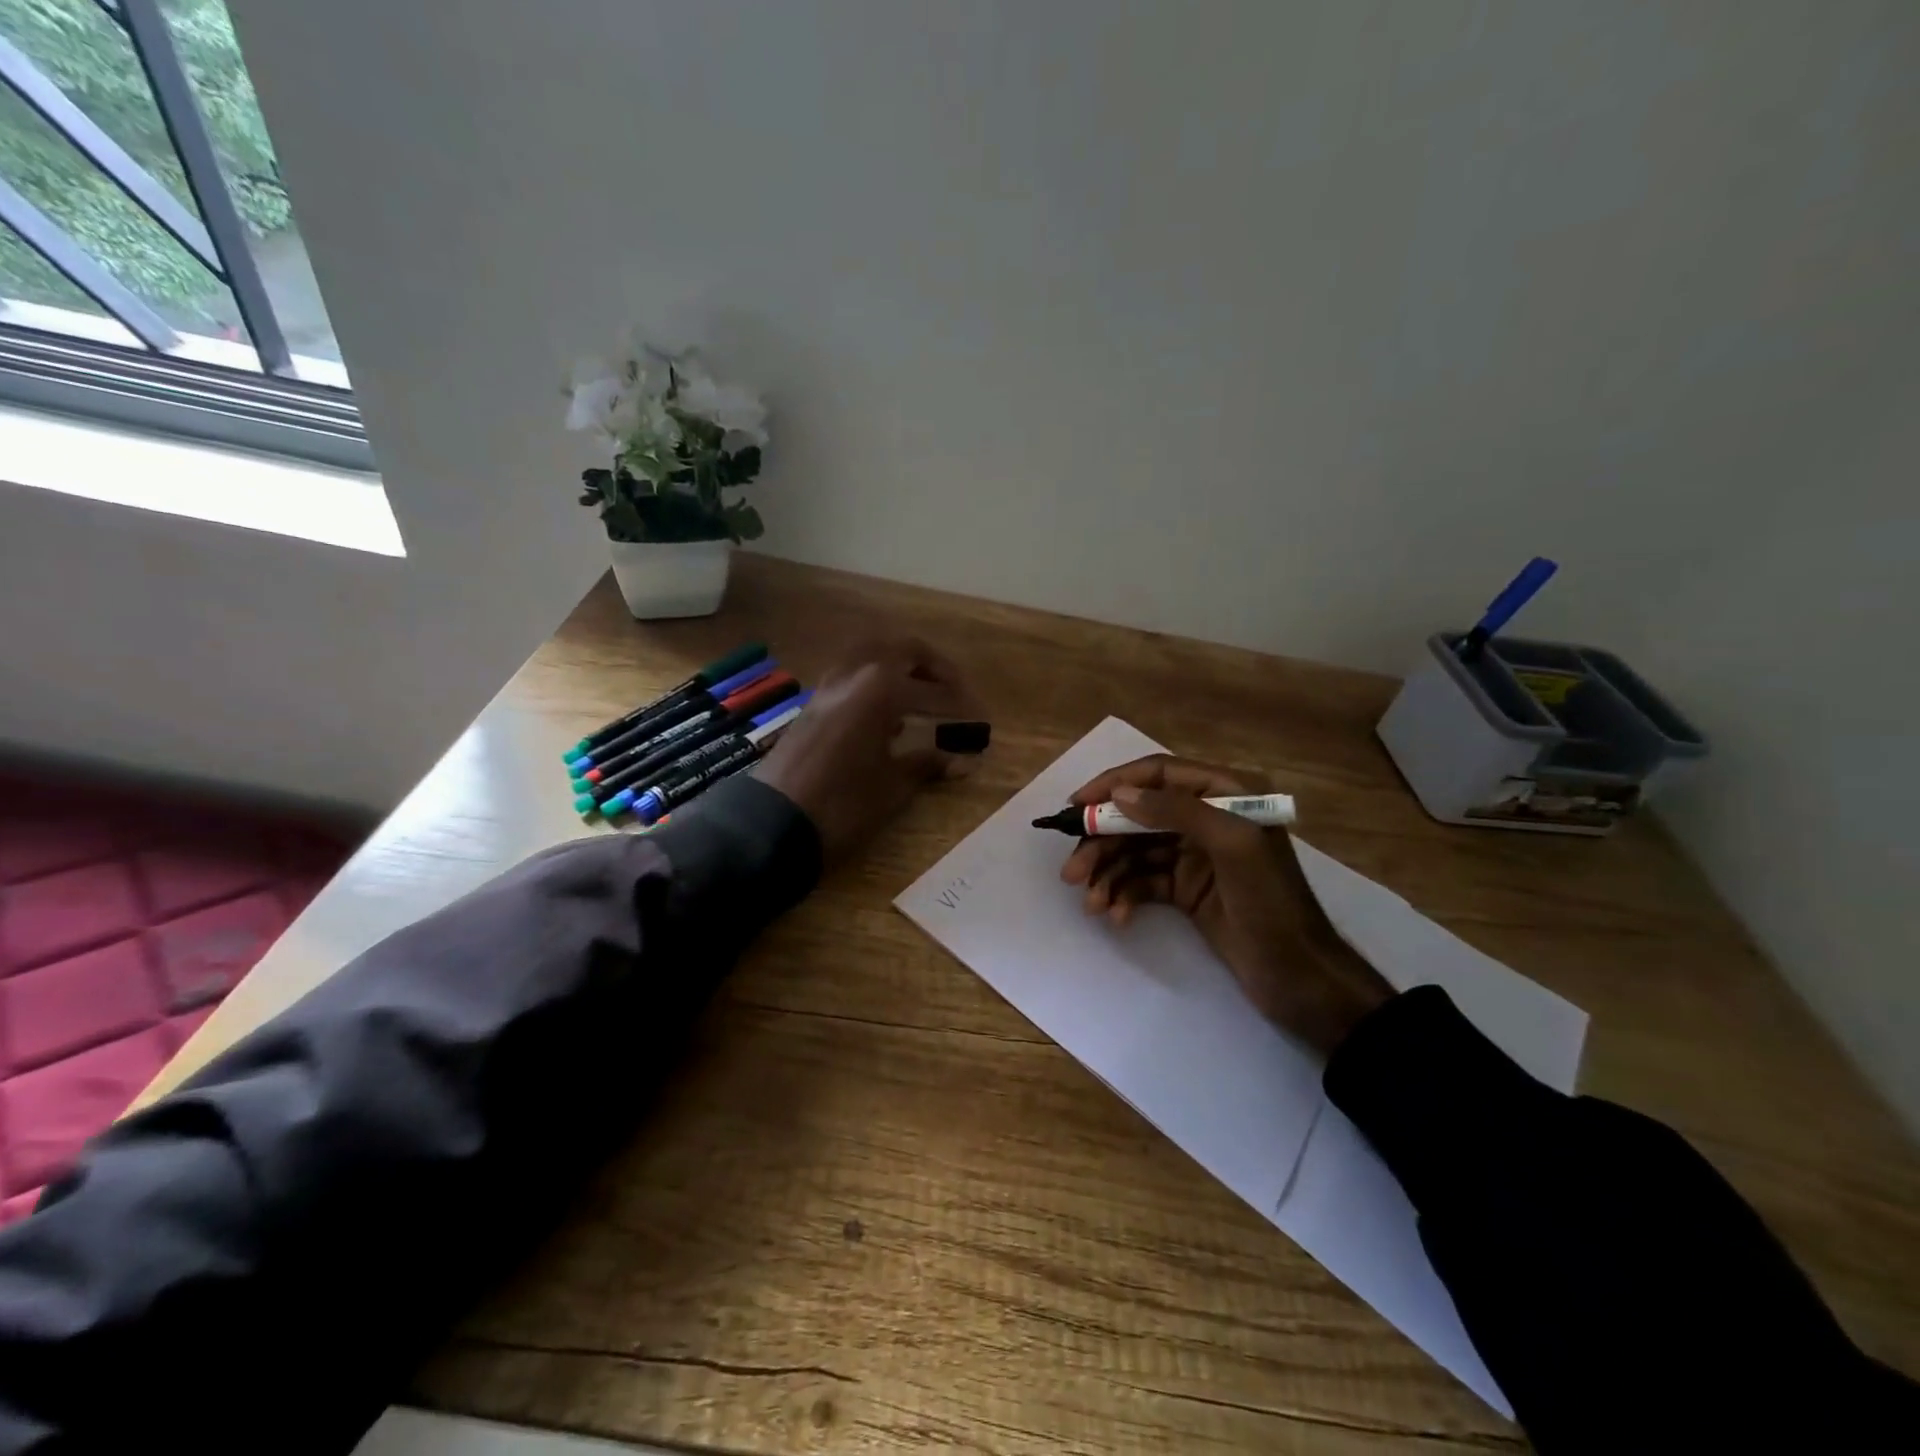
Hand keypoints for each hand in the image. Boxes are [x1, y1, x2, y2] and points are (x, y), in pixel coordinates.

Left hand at [753, 637, 980, 861]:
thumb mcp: (892, 787)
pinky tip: (888, 711)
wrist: (773, 823)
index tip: (982, 720)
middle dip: (935, 668)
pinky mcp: (814, 702)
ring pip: (873, 654)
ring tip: (924, 693)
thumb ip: (927, 764)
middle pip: (904, 650)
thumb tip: (963, 761)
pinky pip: (853, 674)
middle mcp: (855, 674)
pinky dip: (877, 679)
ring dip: (902, 666)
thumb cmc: (842, 805)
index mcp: (880, 689)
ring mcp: (829, 685)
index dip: (962, 706)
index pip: (933, 691)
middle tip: (956, 691)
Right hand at [1059, 754, 1391, 1055]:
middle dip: (1103, 842)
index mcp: (1226, 793)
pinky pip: (1144, 881)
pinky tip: (1117, 915)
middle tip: (1071, 872)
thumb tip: (1120, 794)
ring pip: (1136, 852)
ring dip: (1108, 874)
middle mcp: (1207, 818)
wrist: (1302, 979)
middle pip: (1139, 816)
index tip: (1076, 804)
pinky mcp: (1187, 890)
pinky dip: (1126, 895)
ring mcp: (1195, 855)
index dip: (1114, 785)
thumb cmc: (1271, 905)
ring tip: (1091, 904)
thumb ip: (1177, 811)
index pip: (1158, 774)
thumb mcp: (1232, 846)